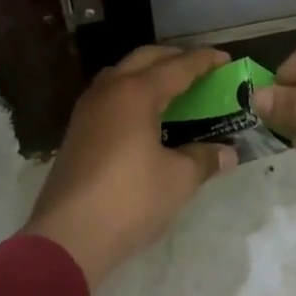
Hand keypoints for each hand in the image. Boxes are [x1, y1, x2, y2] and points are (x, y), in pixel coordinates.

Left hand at [24, 45, 239, 289]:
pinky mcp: (77, 132)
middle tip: (200, 72)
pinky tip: (145, 118)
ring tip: (173, 91)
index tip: (226, 59)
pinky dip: (133, 95)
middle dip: (174, 59)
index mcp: (136, 92)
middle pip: (145, 59)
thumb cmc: (130, 199)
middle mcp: (109, 90)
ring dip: (149, 75)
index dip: (204, 61)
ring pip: (122, 75)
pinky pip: (110, 97)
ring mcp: (87, 110)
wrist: (68, 236)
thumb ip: (204, 159)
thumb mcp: (179, 180)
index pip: (177, 67)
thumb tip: (227, 153)